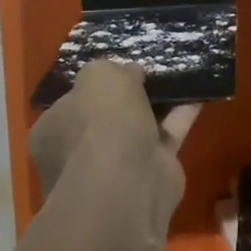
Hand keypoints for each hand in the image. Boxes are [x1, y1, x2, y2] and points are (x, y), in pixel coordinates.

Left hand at [30, 61, 199, 217]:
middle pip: (106, 117)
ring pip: (138, 126)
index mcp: (52, 130)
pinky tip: (198, 92)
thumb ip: (111, 69)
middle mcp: (78, 151)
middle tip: (149, 71)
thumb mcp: (99, 76)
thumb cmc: (100, 123)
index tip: (116, 69)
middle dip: (127, 97)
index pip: (69, 103)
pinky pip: (167, 136)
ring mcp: (115, 166)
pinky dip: (181, 115)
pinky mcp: (151, 172)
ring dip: (158, 104)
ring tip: (178, 74)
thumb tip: (128, 74)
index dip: (92, 86)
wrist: (127, 181)